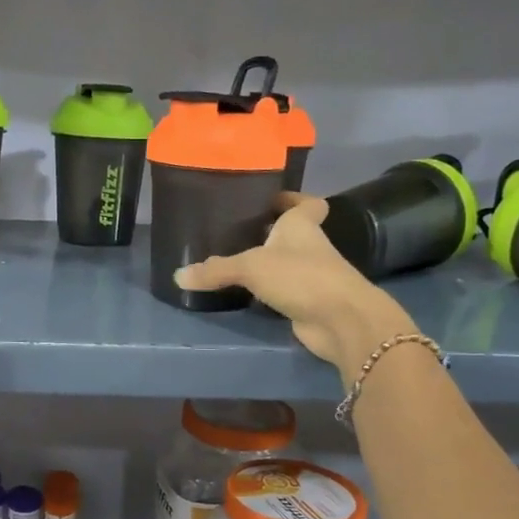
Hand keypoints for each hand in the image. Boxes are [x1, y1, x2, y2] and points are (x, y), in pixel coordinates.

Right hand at [173, 194, 418, 375]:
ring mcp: (310, 276)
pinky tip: (242, 293)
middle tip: (235, 230)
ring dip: (266, 263)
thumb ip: (216, 269)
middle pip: (291, 233)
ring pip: (285, 263)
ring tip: (231, 260)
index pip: (306, 203)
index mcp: (301, 225)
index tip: (269, 199)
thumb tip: (178, 276)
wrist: (340, 320)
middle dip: (268, 231)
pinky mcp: (306, 302)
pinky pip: (281, 291)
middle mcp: (309, 246)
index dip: (292, 198)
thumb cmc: (301, 276)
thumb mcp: (251, 266)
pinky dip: (266, 291)